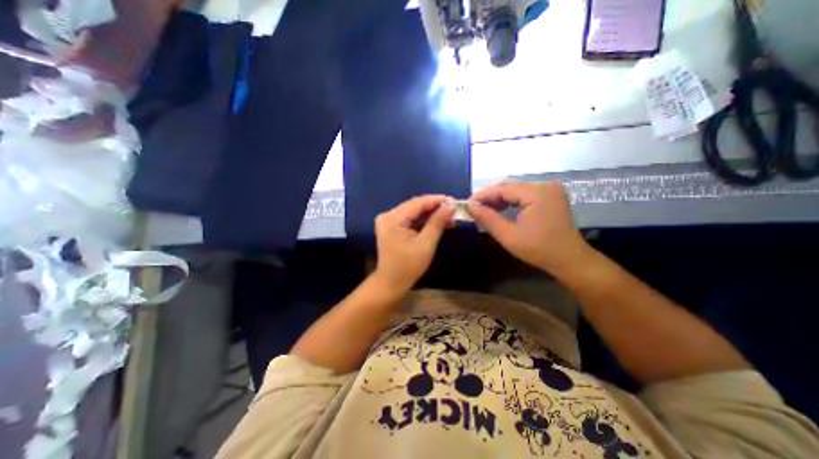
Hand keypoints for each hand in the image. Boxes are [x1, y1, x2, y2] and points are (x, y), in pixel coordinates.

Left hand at [374, 193, 453, 292]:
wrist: (391, 282)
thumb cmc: (408, 266)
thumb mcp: (426, 244)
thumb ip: (437, 222)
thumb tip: (450, 206)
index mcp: (393, 218)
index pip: (417, 203)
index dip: (436, 200)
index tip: (454, 200)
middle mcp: (387, 215)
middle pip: (415, 206)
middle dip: (434, 207)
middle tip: (453, 209)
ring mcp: (388, 221)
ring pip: (413, 212)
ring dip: (430, 214)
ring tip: (449, 216)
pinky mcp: (391, 227)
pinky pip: (409, 219)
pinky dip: (423, 220)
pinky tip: (436, 222)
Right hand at [468, 181, 588, 271]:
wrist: (569, 259)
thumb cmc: (539, 249)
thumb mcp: (508, 235)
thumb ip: (487, 218)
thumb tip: (470, 206)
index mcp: (537, 193)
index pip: (503, 188)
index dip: (483, 195)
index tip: (468, 204)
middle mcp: (545, 185)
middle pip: (510, 187)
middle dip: (490, 198)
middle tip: (474, 208)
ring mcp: (550, 189)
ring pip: (516, 190)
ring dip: (500, 200)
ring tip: (485, 210)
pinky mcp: (551, 196)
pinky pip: (525, 195)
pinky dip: (511, 202)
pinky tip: (501, 210)